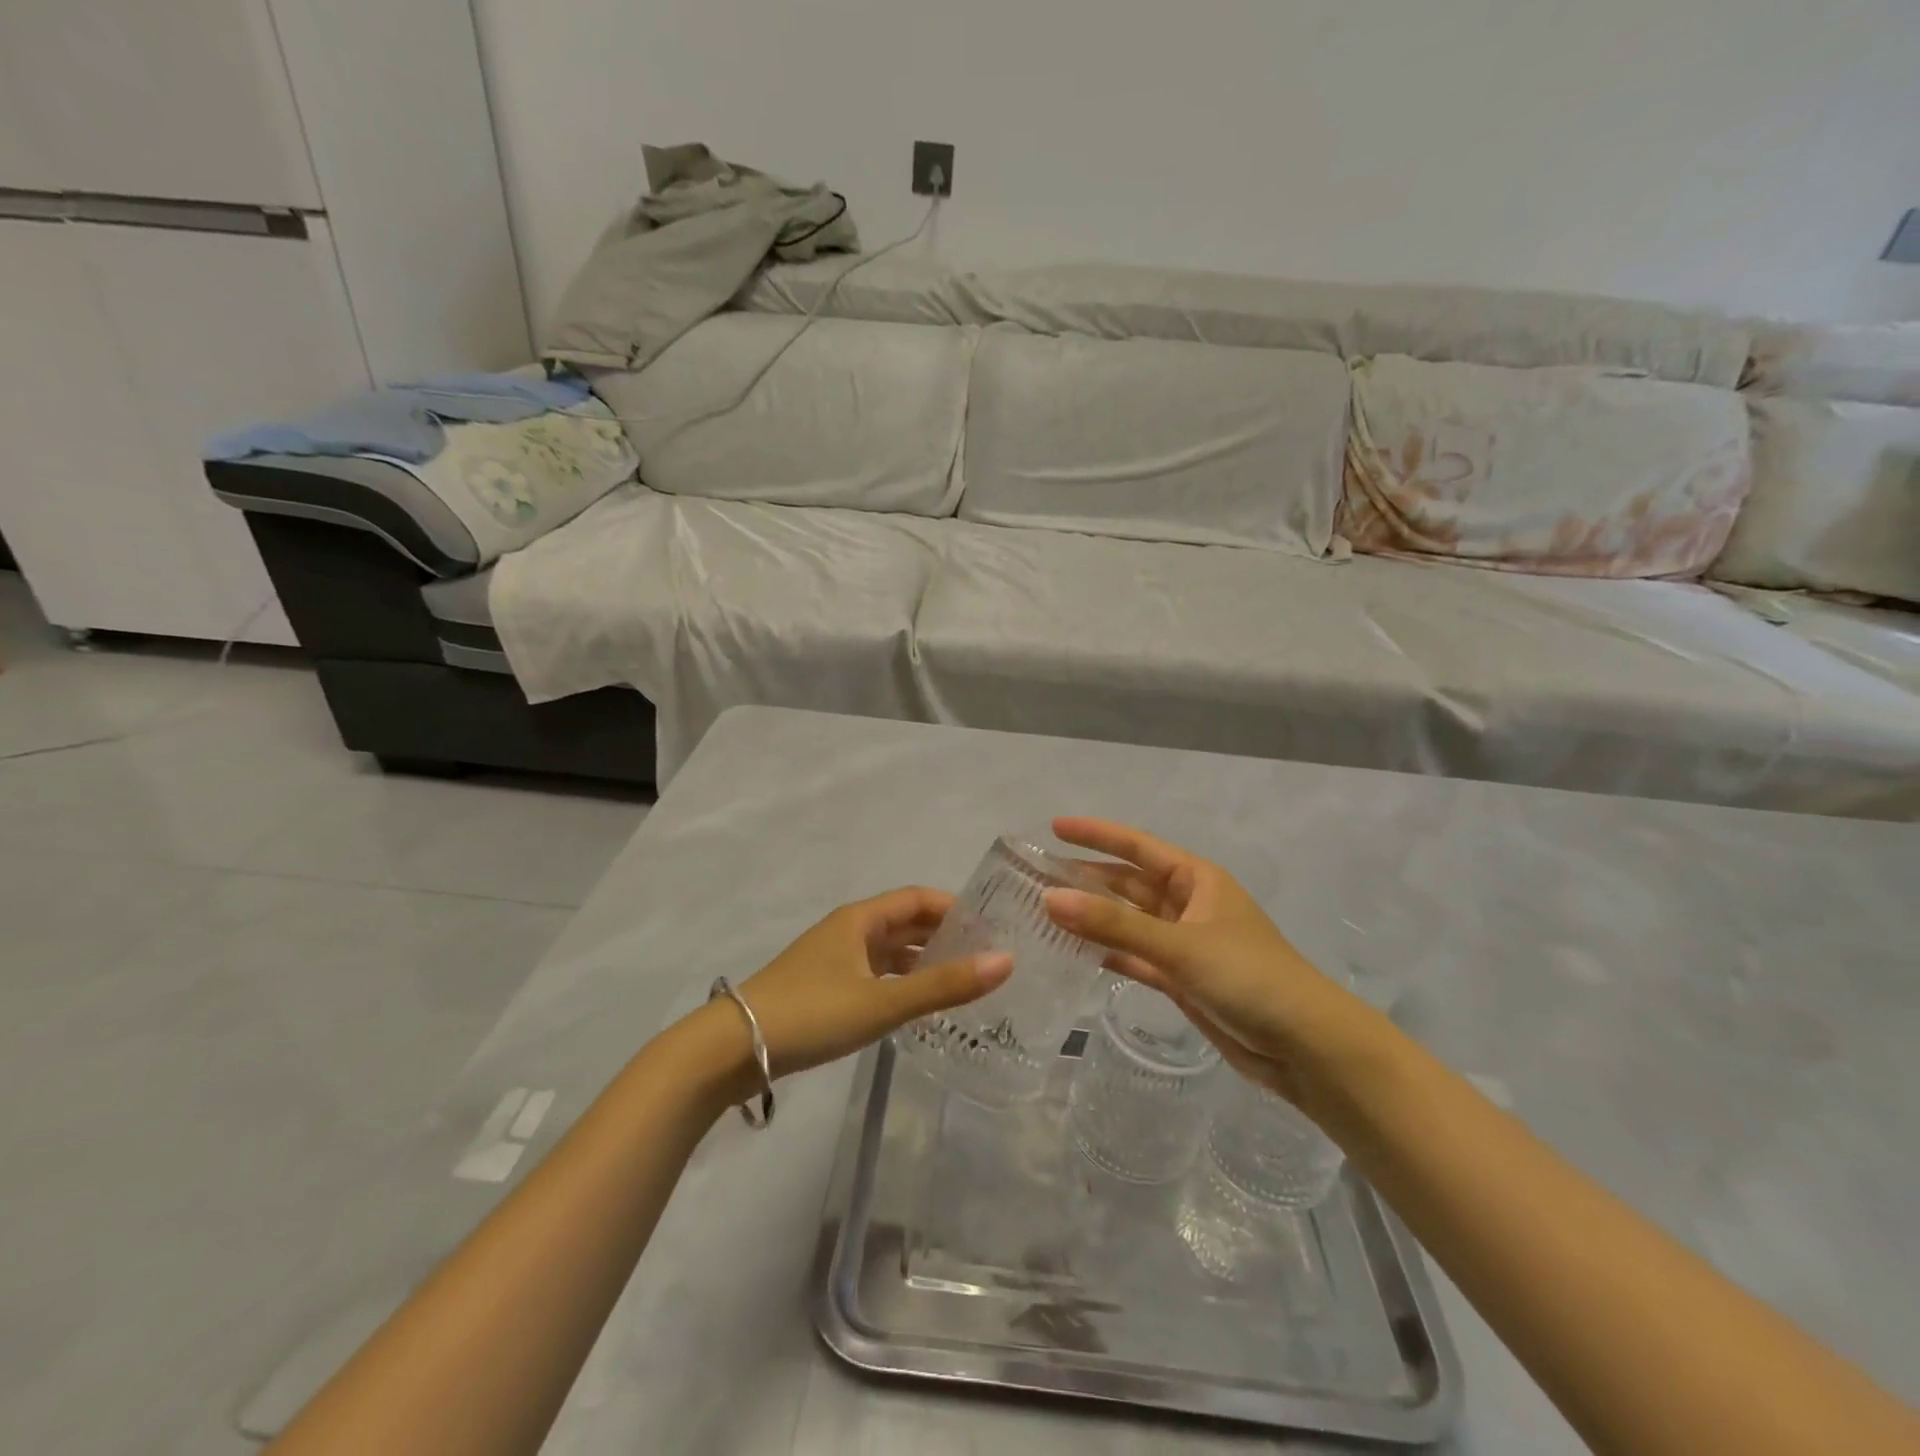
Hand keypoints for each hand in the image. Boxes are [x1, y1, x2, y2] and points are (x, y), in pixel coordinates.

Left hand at [728, 888, 1010, 1081]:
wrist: (733, 1049)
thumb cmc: (812, 1013)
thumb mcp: (883, 1001)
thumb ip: (944, 985)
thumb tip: (1006, 961)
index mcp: (861, 919)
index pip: (918, 898)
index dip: (955, 907)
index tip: (992, 926)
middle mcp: (848, 931)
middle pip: (905, 922)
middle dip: (944, 934)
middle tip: (987, 956)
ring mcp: (834, 959)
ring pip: (889, 950)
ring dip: (923, 960)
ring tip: (962, 980)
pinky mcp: (824, 987)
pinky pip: (875, 974)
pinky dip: (901, 981)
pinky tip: (917, 1004)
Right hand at [1044, 818, 1367, 1104]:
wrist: (1306, 1047)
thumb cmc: (1249, 977)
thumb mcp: (1180, 945)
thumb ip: (1114, 925)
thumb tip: (1050, 898)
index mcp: (1198, 879)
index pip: (1137, 846)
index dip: (1096, 835)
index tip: (1054, 827)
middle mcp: (1189, 904)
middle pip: (1128, 883)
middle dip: (1087, 878)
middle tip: (1035, 876)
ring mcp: (1185, 943)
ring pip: (1129, 921)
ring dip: (1093, 917)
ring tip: (1044, 911)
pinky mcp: (1182, 979)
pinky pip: (1136, 956)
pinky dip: (1109, 953)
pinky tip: (1075, 953)